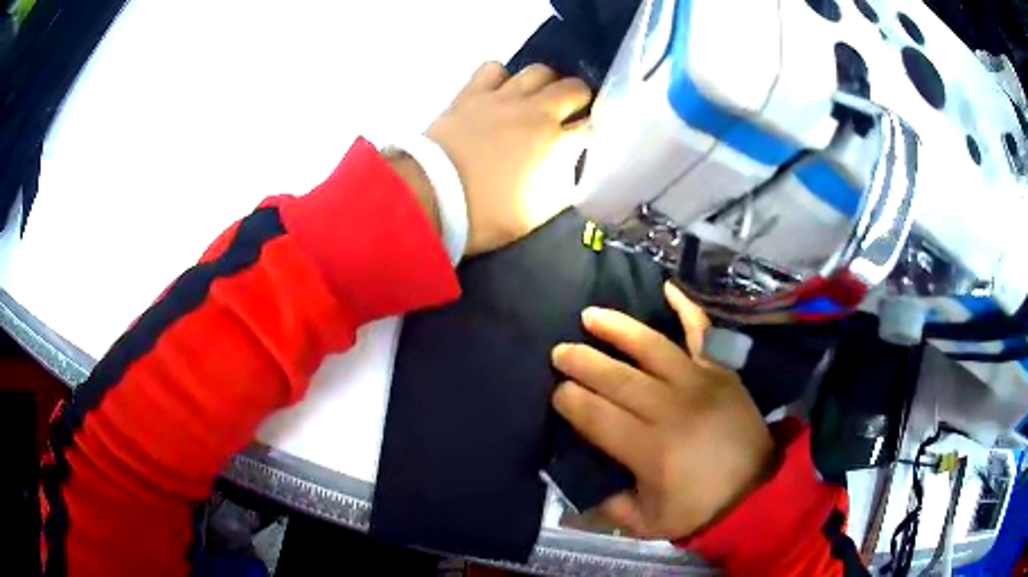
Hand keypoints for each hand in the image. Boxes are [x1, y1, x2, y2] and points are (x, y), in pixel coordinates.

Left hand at [427, 62, 591, 255]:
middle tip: (570, 113)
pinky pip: (494, 68)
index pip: (590, 126)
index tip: (589, 139)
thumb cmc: (486, 213)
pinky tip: (499, 91)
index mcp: (555, 143)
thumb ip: (561, 186)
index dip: (593, 131)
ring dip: (546, 83)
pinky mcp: (471, 93)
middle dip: (580, 99)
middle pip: (574, 88)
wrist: (431, 198)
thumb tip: (571, 167)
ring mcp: (502, 97)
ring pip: (539, 70)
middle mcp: (535, 111)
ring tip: (537, 98)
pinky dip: (502, 76)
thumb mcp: (536, 213)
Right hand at [550, 282, 774, 539]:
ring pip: (651, 347)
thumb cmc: (699, 509)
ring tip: (590, 315)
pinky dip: (686, 307)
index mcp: (649, 450)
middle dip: (581, 361)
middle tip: (560, 351)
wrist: (756, 492)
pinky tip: (667, 287)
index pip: (596, 415)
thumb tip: (577, 477)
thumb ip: (608, 503)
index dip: (569, 400)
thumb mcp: (646, 522)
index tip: (557, 392)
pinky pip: (702, 332)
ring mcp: (699, 383)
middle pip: (616, 377)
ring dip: (617, 328)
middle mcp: (671, 409)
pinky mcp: (721, 371)